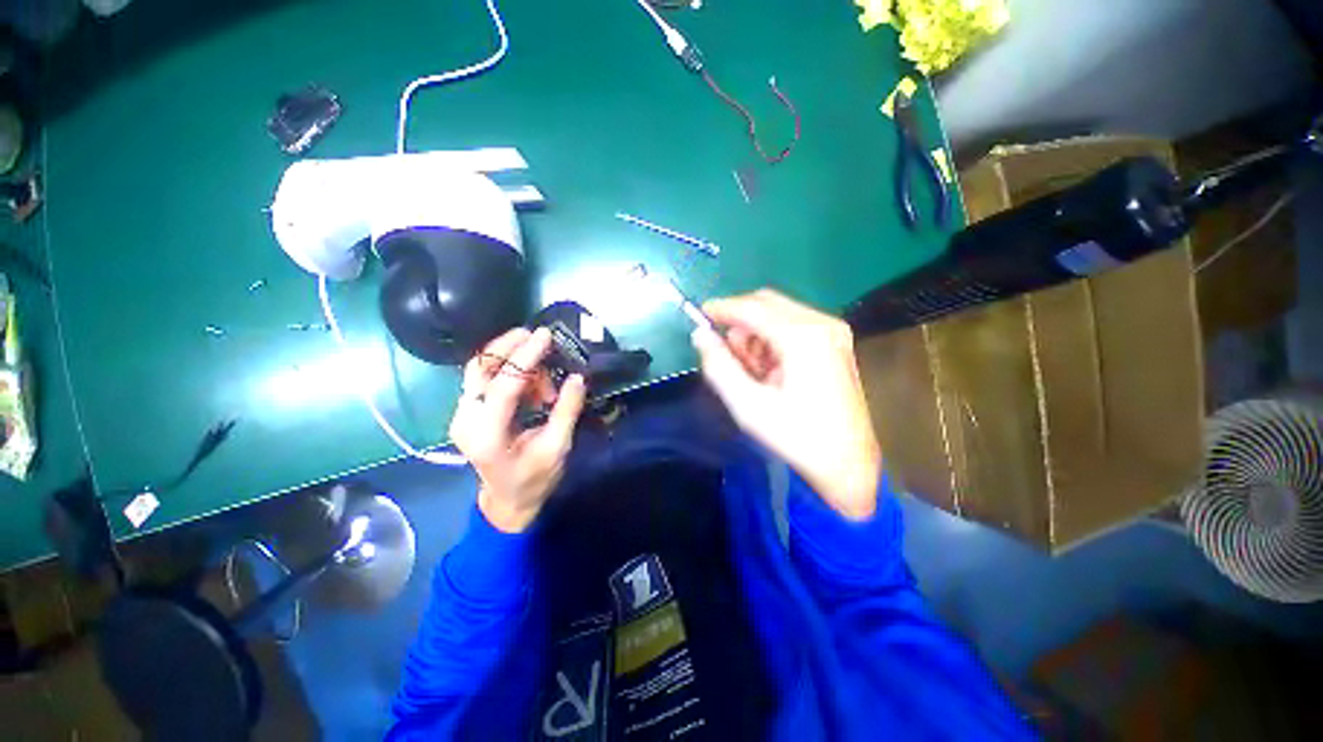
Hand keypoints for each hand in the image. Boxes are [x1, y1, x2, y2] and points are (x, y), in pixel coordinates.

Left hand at [450, 327, 587, 531]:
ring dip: (512, 360)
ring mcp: (462, 414)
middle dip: (510, 347)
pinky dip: (508, 370)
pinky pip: (484, 377)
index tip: (545, 336)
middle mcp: (465, 420)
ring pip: (479, 368)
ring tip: (543, 374)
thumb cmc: (534, 479)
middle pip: (479, 368)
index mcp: (487, 435)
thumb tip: (578, 377)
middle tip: (539, 338)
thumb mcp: (557, 447)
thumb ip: (566, 411)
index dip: (525, 357)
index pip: (503, 385)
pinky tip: (532, 380)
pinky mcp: (468, 410)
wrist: (507, 501)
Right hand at [691, 289, 881, 519]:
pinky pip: (792, 325)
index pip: (752, 307)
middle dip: (740, 323)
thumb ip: (719, 366)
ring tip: (753, 372)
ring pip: (778, 313)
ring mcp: (833, 330)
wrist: (848, 463)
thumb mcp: (748, 406)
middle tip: (728, 355)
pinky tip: (771, 370)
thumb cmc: (797, 437)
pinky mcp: (836, 341)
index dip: (721, 308)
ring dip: (756, 334)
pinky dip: (772, 340)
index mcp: (803, 337)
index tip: (699, 316)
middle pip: (767, 303)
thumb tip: (700, 335)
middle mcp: (822, 323)